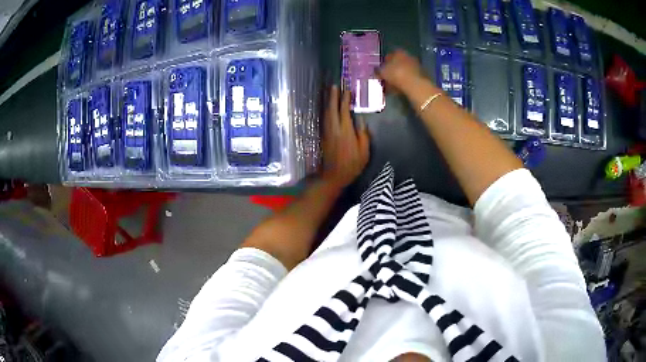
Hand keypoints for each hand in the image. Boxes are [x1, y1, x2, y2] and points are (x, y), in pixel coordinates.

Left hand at [321, 86, 369, 188]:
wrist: (334, 176)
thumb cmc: (352, 165)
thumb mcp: (364, 152)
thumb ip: (363, 135)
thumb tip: (360, 120)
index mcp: (345, 131)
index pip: (344, 111)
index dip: (345, 99)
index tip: (347, 90)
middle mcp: (334, 129)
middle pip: (332, 109)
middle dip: (333, 97)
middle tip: (334, 86)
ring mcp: (327, 132)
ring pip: (326, 113)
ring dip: (328, 102)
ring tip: (330, 93)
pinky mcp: (324, 136)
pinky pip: (324, 119)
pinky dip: (326, 111)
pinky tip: (328, 108)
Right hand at [377, 49, 424, 94]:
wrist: (415, 85)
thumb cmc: (396, 75)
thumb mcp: (382, 72)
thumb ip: (378, 70)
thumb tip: (377, 71)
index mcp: (398, 52)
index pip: (389, 55)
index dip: (384, 63)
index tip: (380, 71)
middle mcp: (408, 56)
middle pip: (397, 63)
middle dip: (391, 71)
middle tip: (385, 80)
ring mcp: (416, 66)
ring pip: (403, 71)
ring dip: (398, 78)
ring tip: (391, 87)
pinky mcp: (422, 76)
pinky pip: (409, 79)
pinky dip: (404, 83)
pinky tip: (399, 90)